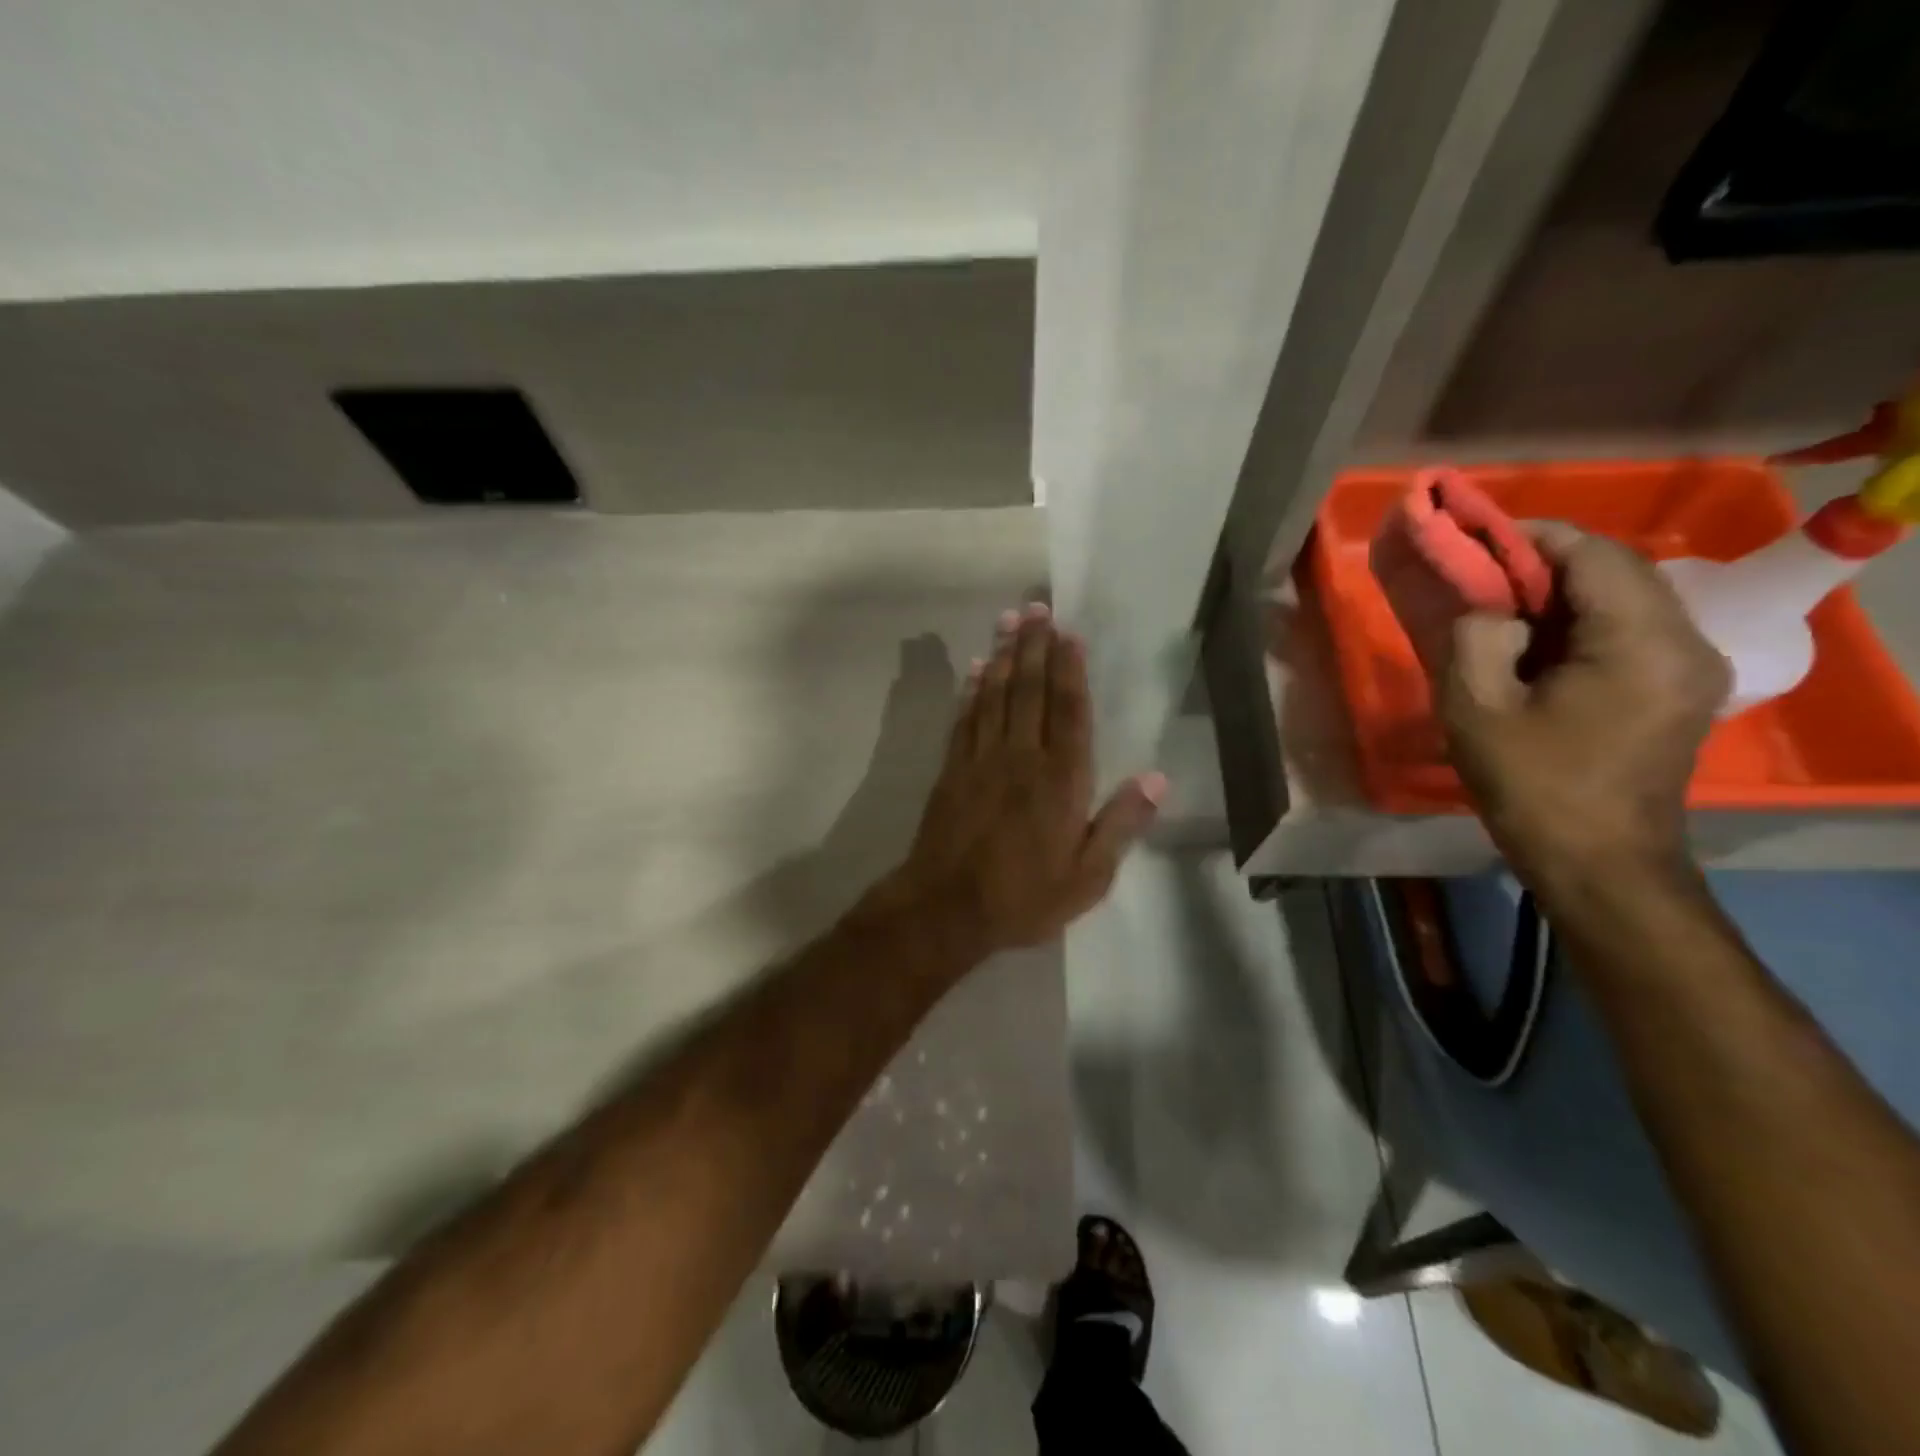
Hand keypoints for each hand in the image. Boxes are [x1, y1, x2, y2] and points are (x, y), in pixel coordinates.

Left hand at [885, 602, 1164, 956]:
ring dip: (1004, 655)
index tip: (1069, 634)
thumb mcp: (1088, 877)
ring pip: (996, 695)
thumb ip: (1121, 825)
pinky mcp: (952, 770)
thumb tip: (1156, 778)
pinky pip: (966, 719)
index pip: (1069, 711)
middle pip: (1030, 690)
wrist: (947, 908)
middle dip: (1035, 646)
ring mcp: (982, 759)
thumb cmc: (1024, 897)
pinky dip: (973, 690)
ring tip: (1010, 620)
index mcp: (1061, 780)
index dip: (1070, 669)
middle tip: (1037, 606)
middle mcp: (1021, 757)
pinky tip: (978, 668)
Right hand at [1439, 525, 1728, 886]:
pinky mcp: (1680, 688)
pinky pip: (1631, 630)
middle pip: (1618, 570)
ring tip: (1501, 612)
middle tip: (1481, 578)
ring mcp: (1692, 666)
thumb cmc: (1533, 786)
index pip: (1595, 554)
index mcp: (1642, 643)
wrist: (1598, 863)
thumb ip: (1476, 637)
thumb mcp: (1476, 709)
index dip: (1533, 537)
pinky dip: (1581, 623)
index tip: (1476, 539)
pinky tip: (1537, 647)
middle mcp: (1686, 642)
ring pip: (1626, 598)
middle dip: (1546, 564)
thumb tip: (1492, 611)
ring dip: (1563, 594)